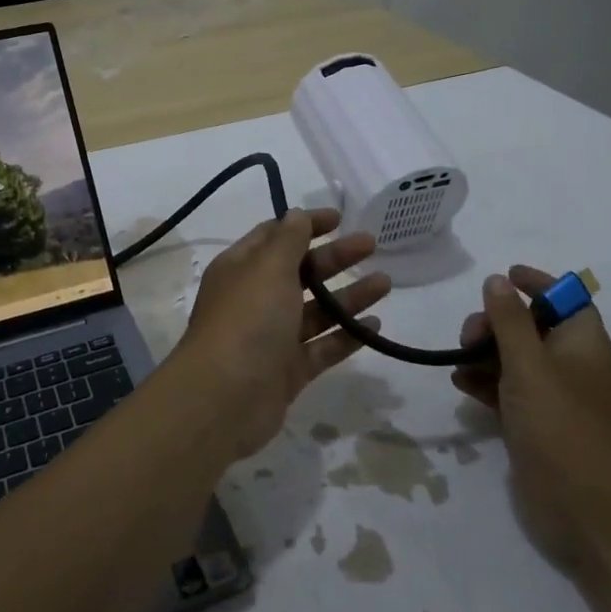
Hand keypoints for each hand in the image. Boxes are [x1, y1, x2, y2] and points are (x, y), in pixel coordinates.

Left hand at [172, 209, 389, 457]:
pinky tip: (375, 326)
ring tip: (385, 283)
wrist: (225, 397)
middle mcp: (255, 299)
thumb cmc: (247, 320)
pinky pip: (322, 347)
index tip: (339, 219)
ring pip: (315, 311)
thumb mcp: (268, 269)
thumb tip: (296, 214)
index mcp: (242, 269)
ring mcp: (272, 337)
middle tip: (371, 245)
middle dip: (334, 257)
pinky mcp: (288, 371)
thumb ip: (288, 240)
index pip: (275, 237)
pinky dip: (346, 336)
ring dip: (348, 296)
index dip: (305, 224)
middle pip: (300, 272)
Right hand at [451, 266, 610, 575]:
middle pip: (532, 327)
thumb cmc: (562, 425)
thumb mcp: (529, 364)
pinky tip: (459, 384)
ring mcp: (553, 400)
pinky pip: (506, 392)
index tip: (503, 276)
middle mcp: (571, 366)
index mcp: (583, 344)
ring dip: (484, 353)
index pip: (565, 298)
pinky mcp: (536, 427)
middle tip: (469, 335)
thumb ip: (510, 320)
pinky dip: (484, 383)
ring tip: (458, 359)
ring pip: (515, 360)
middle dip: (497, 322)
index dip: (537, 283)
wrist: (588, 510)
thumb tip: (497, 280)